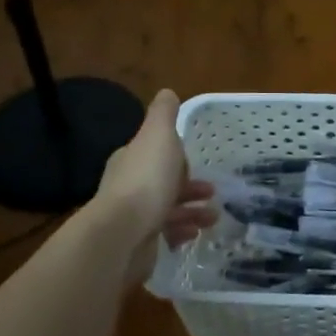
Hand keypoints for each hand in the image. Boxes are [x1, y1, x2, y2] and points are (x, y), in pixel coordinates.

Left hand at [94, 89, 217, 284]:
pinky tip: (194, 235)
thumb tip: (167, 92)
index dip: (176, 158)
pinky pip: (165, 235)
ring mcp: (132, 217)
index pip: (155, 155)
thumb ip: (163, 115)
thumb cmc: (147, 180)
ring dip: (192, 211)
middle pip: (163, 183)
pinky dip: (182, 233)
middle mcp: (127, 186)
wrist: (123, 234)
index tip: (197, 164)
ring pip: (168, 210)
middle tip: (213, 192)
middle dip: (189, 187)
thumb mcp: (159, 136)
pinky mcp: (138, 242)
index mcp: (131, 159)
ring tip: (213, 218)